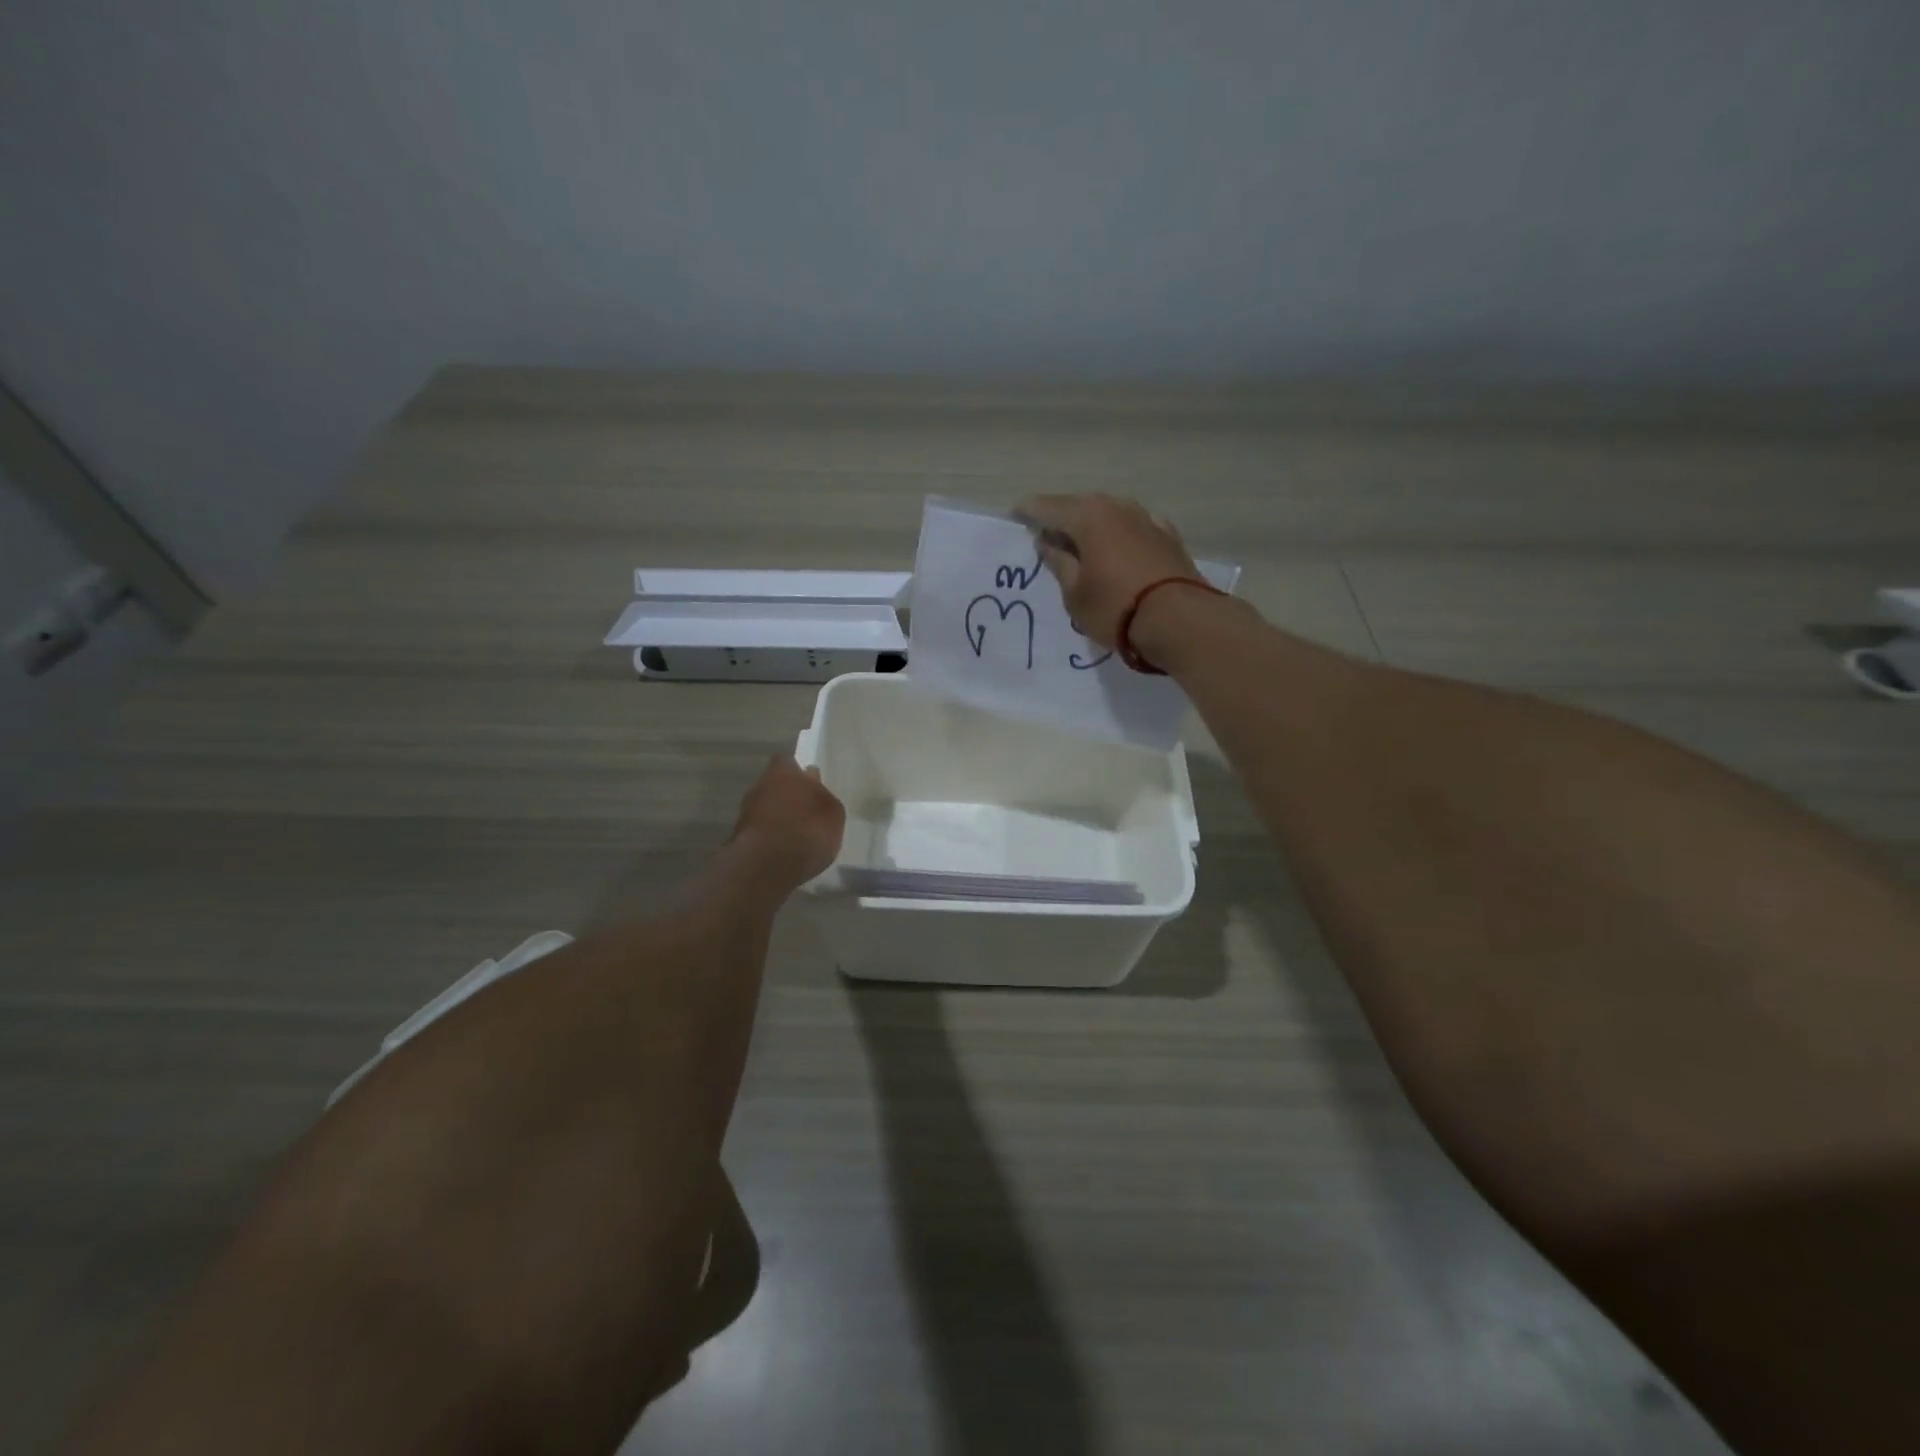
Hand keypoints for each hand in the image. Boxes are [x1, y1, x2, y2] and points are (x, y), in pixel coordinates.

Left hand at [730, 755, 845, 883]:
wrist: (767, 866)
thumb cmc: (808, 830)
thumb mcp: (833, 813)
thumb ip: (823, 796)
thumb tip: (814, 783)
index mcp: (784, 771)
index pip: (787, 762)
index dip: (798, 772)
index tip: (810, 784)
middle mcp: (760, 785)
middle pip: (775, 785)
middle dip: (788, 796)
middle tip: (806, 812)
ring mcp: (746, 812)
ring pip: (765, 808)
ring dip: (777, 817)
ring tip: (797, 835)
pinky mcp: (739, 838)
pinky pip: (760, 830)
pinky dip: (770, 837)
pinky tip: (784, 850)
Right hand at [1014, 493, 1201, 647]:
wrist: (1179, 620)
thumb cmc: (1115, 608)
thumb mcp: (1075, 592)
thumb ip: (1059, 563)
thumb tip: (1047, 542)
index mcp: (1088, 518)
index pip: (1050, 508)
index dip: (1030, 511)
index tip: (1015, 513)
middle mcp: (1117, 508)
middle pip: (1081, 505)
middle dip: (1061, 515)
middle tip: (1045, 528)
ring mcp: (1147, 519)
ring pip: (1110, 513)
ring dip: (1092, 523)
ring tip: (1079, 538)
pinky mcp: (1168, 536)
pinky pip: (1134, 526)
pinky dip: (1120, 532)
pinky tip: (1118, 541)